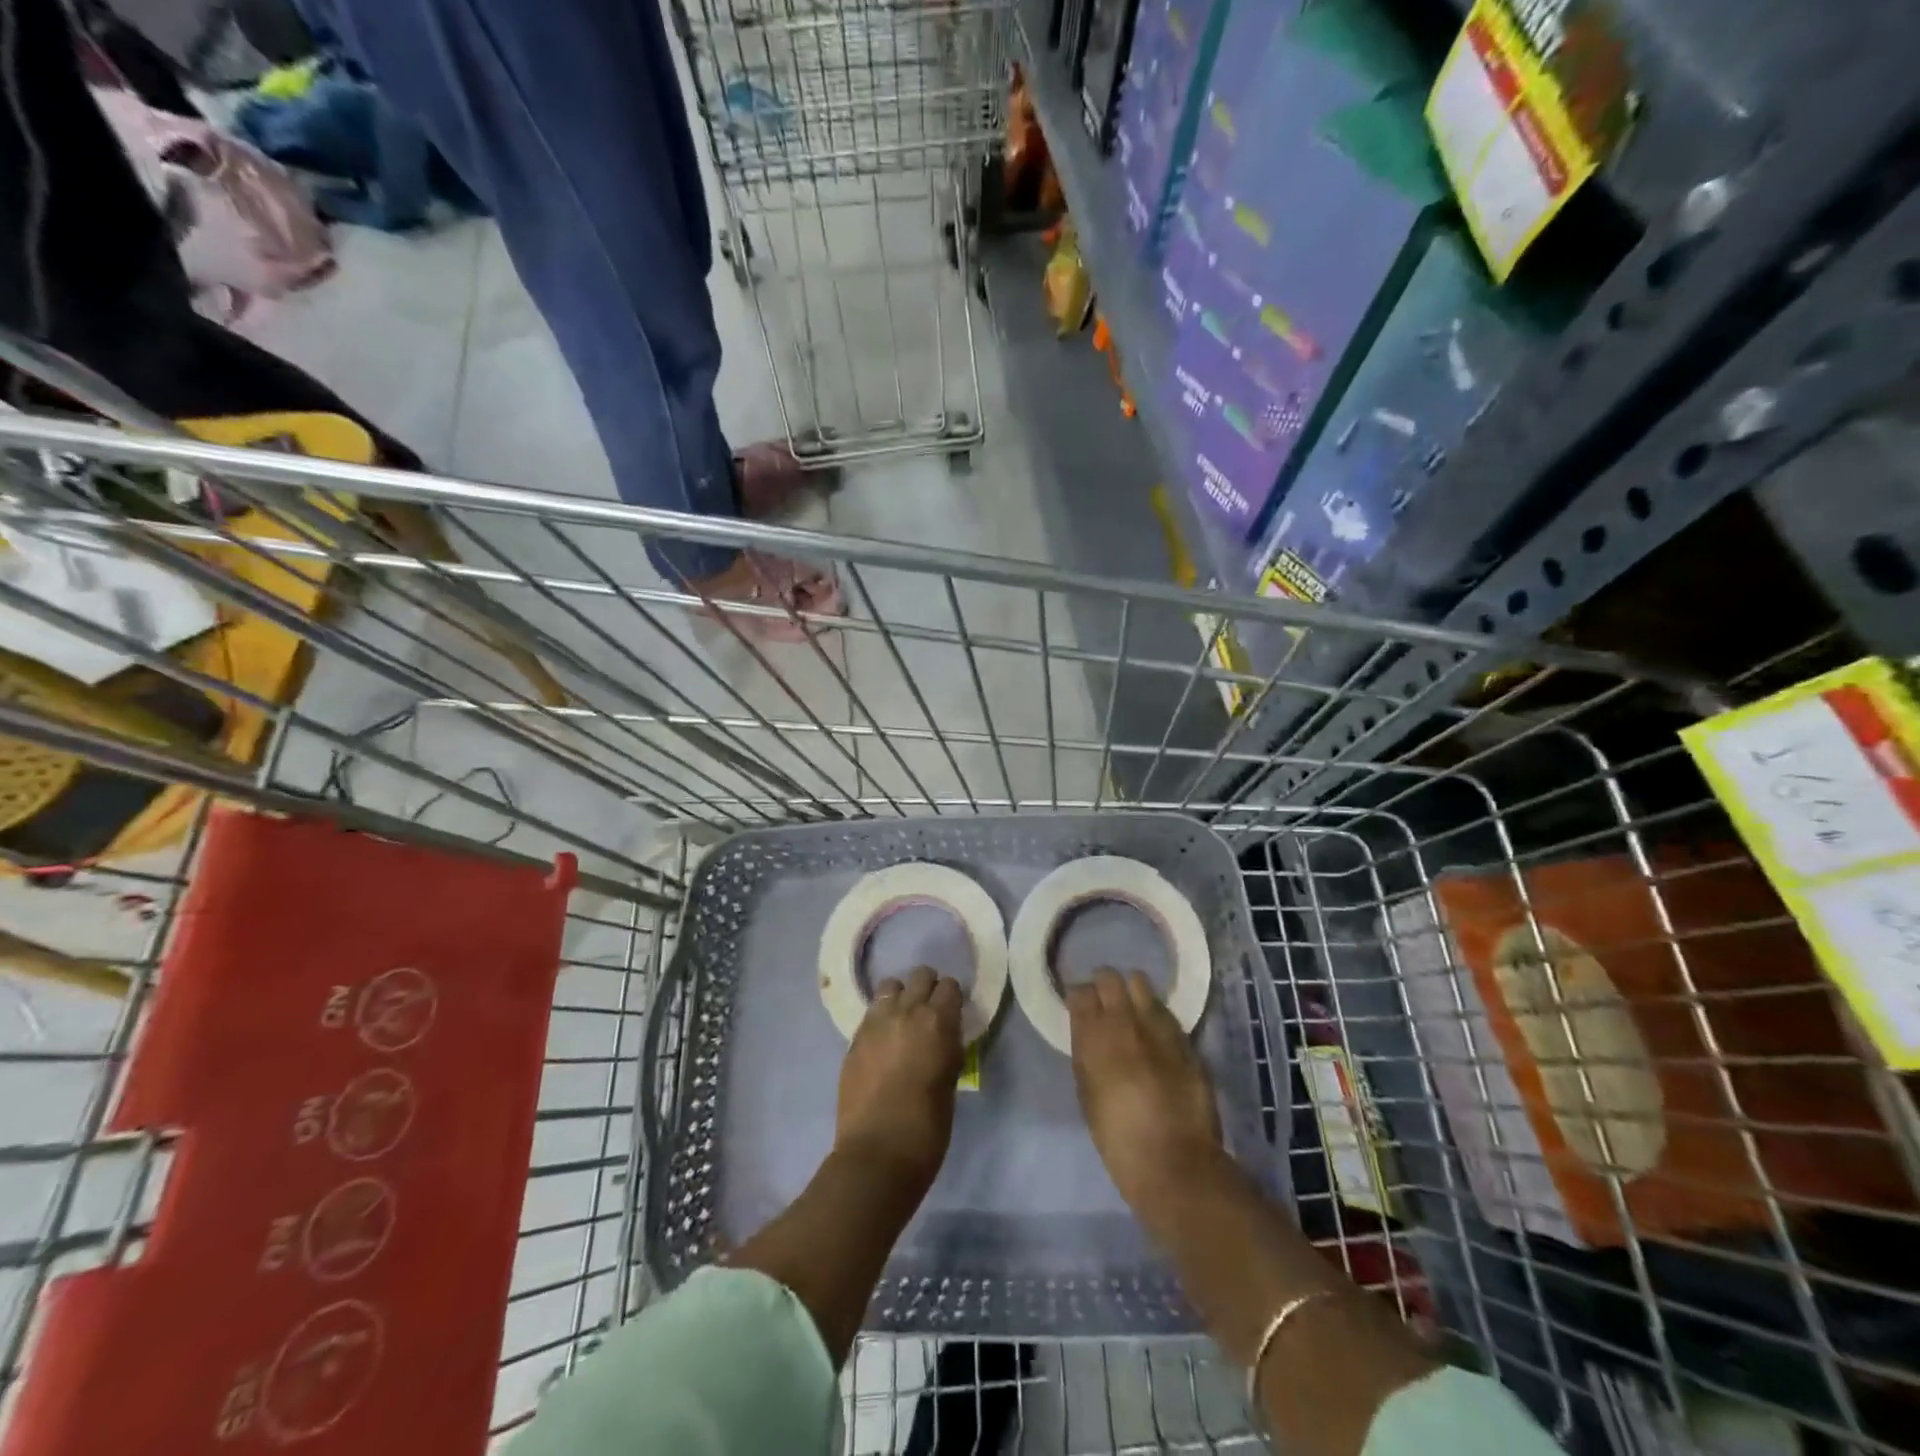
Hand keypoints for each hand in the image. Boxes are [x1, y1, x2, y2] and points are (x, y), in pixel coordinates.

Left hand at [835, 966, 963, 1189]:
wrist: (878, 1153)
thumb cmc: (927, 1126)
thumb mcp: (951, 1081)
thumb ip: (947, 1049)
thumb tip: (945, 1037)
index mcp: (938, 1021)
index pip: (950, 986)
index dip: (952, 998)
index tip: (953, 1013)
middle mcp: (906, 1011)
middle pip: (920, 975)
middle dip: (927, 988)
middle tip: (929, 1012)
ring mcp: (876, 1022)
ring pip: (890, 986)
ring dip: (900, 997)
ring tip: (903, 1020)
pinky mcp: (854, 1038)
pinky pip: (871, 1012)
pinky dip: (880, 1017)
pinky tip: (883, 1040)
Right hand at [1068, 967, 1223, 1214]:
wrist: (1176, 1164)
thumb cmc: (1118, 1139)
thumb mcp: (1087, 1095)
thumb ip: (1086, 1055)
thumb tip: (1088, 1034)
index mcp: (1093, 1036)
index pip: (1080, 992)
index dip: (1078, 997)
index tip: (1078, 1007)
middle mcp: (1125, 1021)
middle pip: (1109, 978)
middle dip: (1103, 985)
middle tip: (1103, 1001)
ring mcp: (1158, 1027)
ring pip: (1141, 984)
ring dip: (1132, 992)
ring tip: (1131, 1008)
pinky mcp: (1184, 1039)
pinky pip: (1164, 1011)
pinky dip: (1155, 1013)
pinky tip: (1154, 1028)